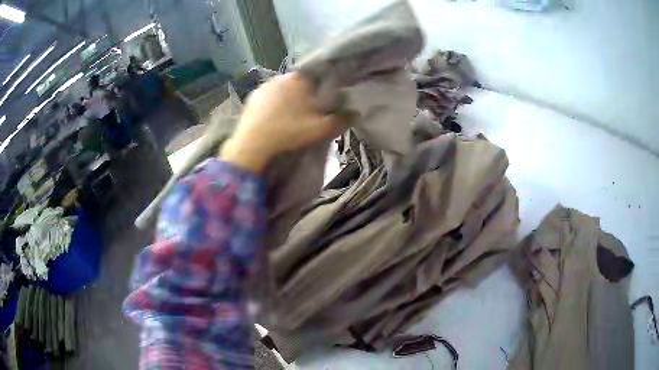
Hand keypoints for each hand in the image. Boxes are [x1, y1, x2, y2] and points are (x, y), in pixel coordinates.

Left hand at [220, 72, 346, 172]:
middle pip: (299, 83)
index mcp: (299, 79)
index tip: (323, 101)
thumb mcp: (320, 129)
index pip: (317, 76)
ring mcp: (264, 86)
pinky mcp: (251, 98)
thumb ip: (341, 120)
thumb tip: (356, 113)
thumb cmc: (289, 132)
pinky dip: (273, 106)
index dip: (322, 87)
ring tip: (290, 118)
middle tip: (308, 113)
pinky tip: (274, 120)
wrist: (253, 145)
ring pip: (282, 90)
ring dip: (288, 99)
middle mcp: (280, 77)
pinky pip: (268, 98)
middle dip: (305, 94)